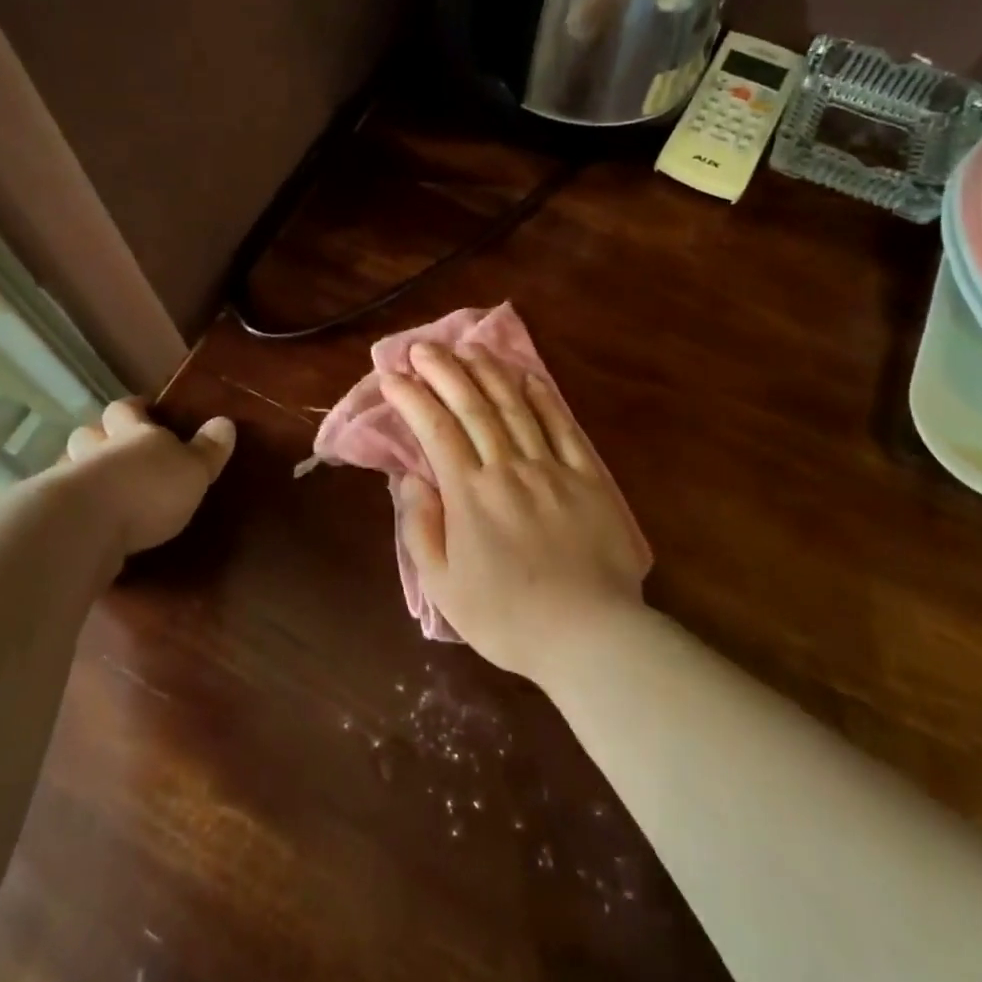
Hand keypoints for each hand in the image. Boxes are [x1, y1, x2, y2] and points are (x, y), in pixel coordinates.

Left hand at [64, 398, 235, 554]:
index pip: (127, 408)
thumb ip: (208, 449)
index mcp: (133, 433)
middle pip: (89, 432)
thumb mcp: (193, 470)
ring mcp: (69, 480)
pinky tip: (84, 521)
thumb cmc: (148, 489)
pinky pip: (62, 503)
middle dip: (99, 436)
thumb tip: (225, 422)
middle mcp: (97, 449)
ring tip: (97, 487)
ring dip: (80, 470)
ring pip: (69, 464)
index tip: (144, 409)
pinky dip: (71, 507)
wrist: (86, 527)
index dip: (135, 408)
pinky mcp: (54, 516)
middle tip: (115, 449)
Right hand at [380, 343, 646, 681]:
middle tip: (423, 346)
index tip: (392, 376)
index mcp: (470, 494)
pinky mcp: (587, 477)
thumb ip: (421, 528)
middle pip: (473, 407)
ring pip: (515, 407)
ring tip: (468, 347)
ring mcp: (551, 468)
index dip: (412, 398)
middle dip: (445, 371)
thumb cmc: (507, 617)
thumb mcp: (444, 586)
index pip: (435, 430)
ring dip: (489, 373)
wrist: (589, 634)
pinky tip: (528, 377)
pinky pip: (562, 427)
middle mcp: (507, 468)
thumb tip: (408, 479)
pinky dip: (543, 399)